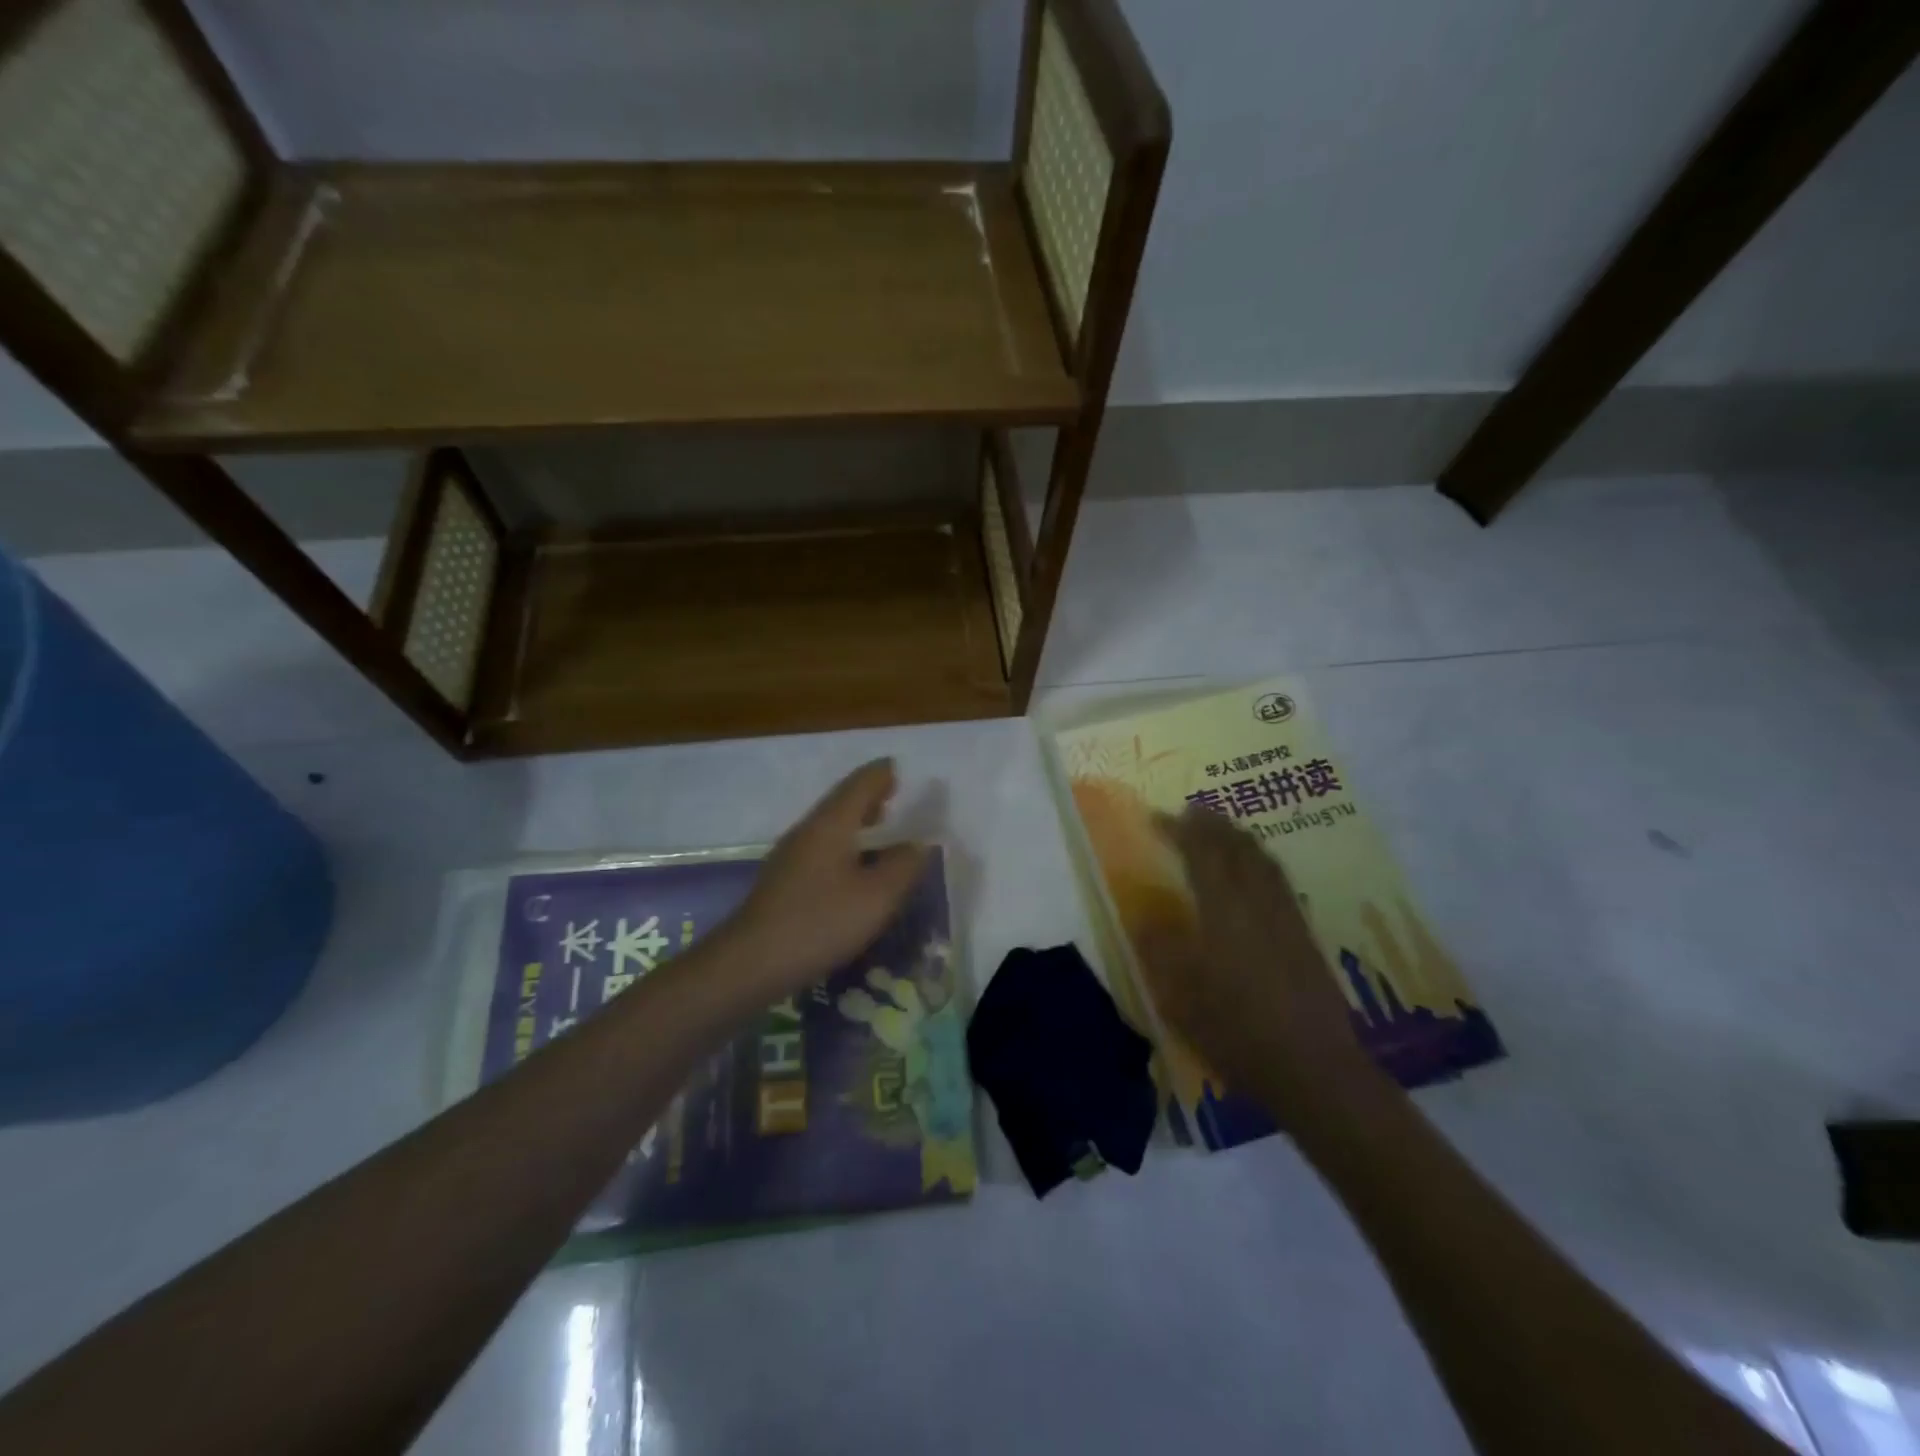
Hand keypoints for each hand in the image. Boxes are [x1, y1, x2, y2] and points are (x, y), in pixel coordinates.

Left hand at [725, 759, 928, 997]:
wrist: (750, 962)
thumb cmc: (820, 922)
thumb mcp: (877, 897)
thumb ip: (903, 866)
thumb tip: (918, 844)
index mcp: (831, 824)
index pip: (859, 785)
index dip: (881, 775)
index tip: (898, 767)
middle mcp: (808, 831)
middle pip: (841, 802)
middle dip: (868, 795)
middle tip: (894, 793)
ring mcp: (790, 856)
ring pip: (829, 826)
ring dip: (855, 820)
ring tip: (879, 824)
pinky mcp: (783, 881)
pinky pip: (820, 848)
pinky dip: (843, 844)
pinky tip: (852, 866)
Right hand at [1136, 808, 1370, 1109]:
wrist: (1312, 1067)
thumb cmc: (1235, 1030)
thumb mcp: (1179, 996)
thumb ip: (1159, 949)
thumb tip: (1144, 916)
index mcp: (1223, 910)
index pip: (1200, 853)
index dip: (1178, 830)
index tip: (1156, 817)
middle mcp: (1257, 902)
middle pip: (1237, 847)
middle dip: (1212, 824)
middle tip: (1191, 812)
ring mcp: (1287, 916)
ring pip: (1263, 860)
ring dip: (1239, 837)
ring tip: (1223, 829)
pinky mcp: (1305, 935)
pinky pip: (1280, 880)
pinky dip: (1261, 861)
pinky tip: (1258, 871)